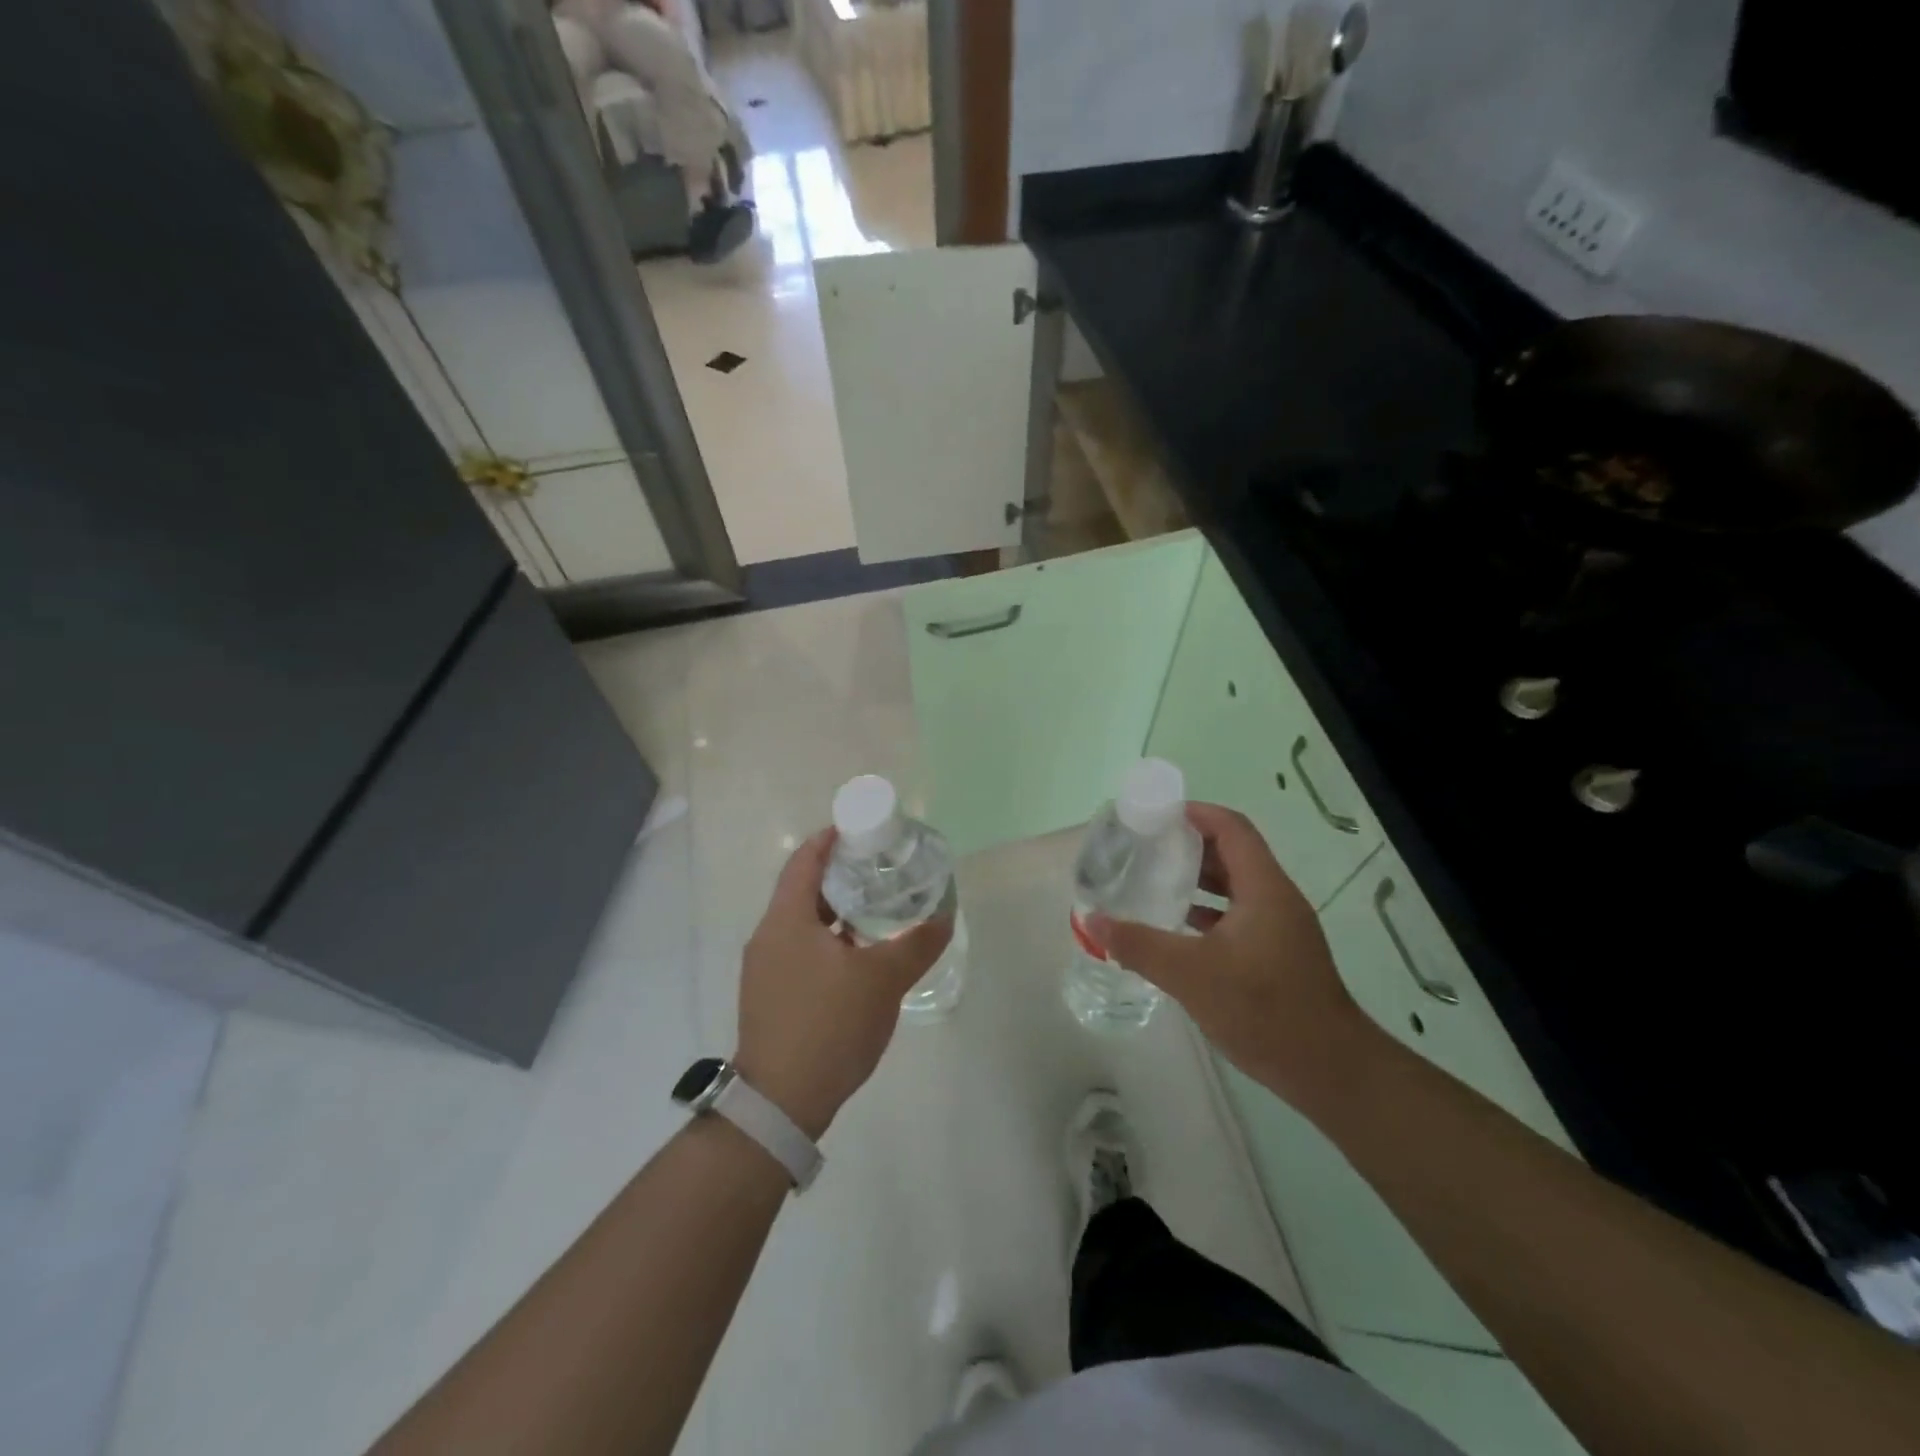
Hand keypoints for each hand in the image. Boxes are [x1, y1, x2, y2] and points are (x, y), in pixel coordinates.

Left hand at [733, 830, 952, 1139]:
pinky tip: (859, 956)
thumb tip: (944, 917)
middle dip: (842, 875)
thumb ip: (916, 944)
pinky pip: (801, 950)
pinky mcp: (771, 996)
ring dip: (837, 911)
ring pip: (803, 923)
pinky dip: (829, 940)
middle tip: (882, 869)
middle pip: (803, 889)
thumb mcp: (882, 980)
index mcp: (786, 919)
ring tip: (878, 909)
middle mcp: (769, 936)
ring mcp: (765, 969)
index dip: (831, 839)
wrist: (782, 1103)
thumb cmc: (829, 1025)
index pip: (805, 859)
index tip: (863, 830)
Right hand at [1090, 802, 1378, 1111]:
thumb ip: (1140, 945)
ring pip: (1233, 887)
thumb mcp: (1192, 975)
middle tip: (1142, 847)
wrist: (1329, 1070)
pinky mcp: (1276, 953)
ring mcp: (1279, 927)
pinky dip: (1205, 912)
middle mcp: (1275, 898)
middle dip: (1187, 844)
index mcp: (1264, 888)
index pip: (1231, 828)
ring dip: (1195, 879)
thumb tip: (1092, 921)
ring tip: (1151, 880)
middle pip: (1230, 853)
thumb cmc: (1264, 1009)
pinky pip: (1236, 915)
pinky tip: (1174, 928)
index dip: (1195, 813)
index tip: (1154, 816)